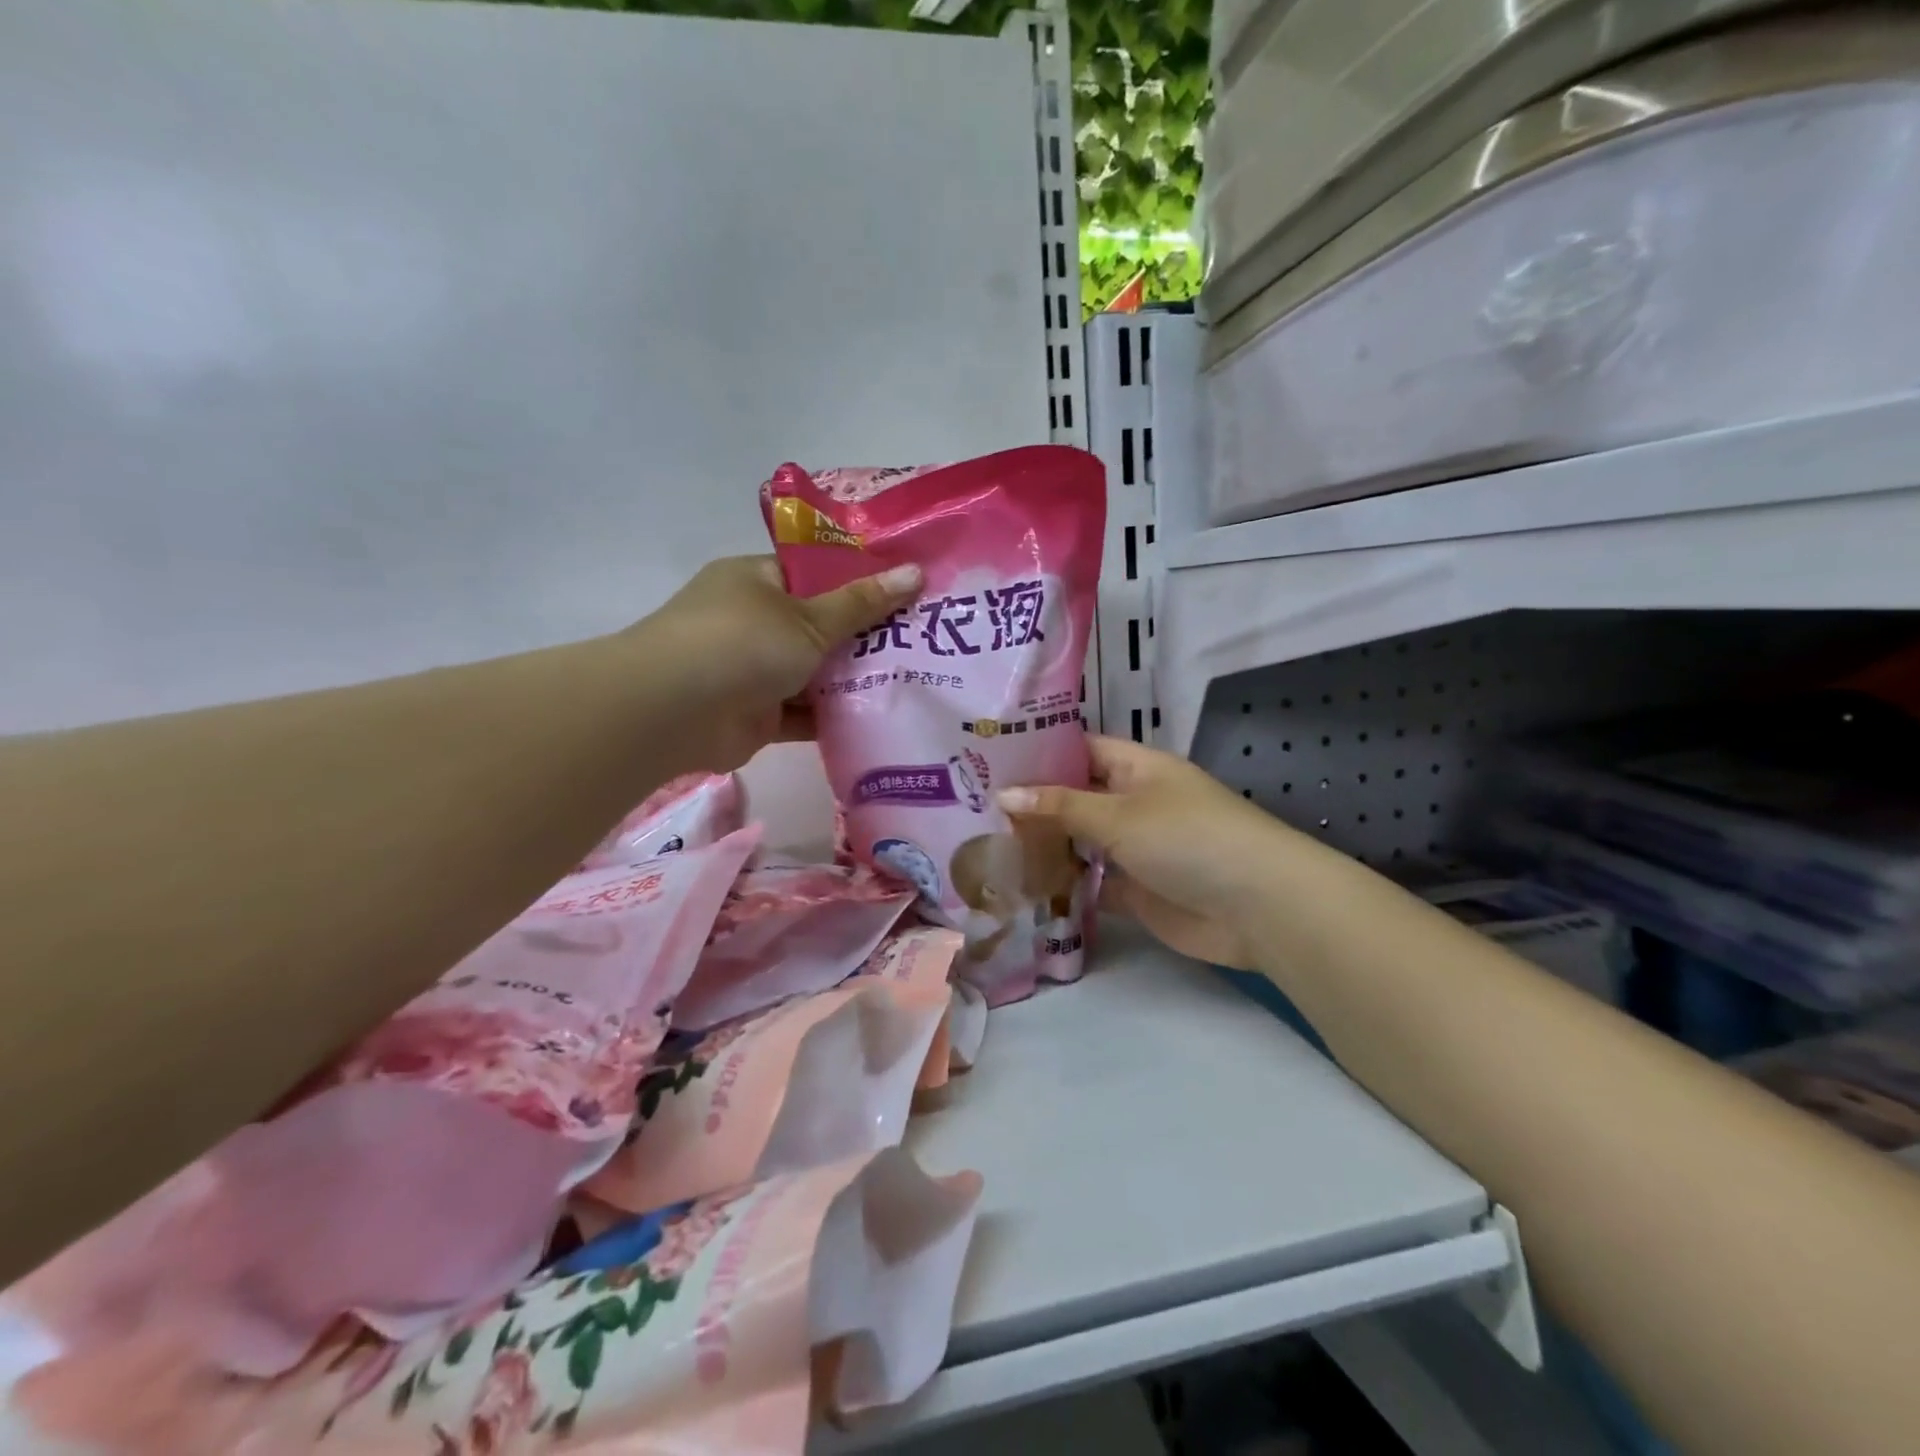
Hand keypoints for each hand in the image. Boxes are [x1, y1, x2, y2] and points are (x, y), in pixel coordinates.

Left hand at [634, 555, 921, 771]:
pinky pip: (805, 713)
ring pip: (815, 673)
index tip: (907, 592)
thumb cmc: (743, 642)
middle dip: (865, 637)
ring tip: (915, 679)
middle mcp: (754, 622)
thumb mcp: (811, 618)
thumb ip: (863, 603)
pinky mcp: (759, 715)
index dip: (860, 582)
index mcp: (758, 581)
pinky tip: (881, 717)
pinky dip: (834, 716)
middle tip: (923, 640)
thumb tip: (916, 572)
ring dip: (853, 680)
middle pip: (820, 626)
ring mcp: (754, 670)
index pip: (815, 574)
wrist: (675, 712)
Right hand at [997, 737, 1298, 969]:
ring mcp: (1135, 849)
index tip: (988, 759)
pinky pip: (1092, 884)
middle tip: (973, 807)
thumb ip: (1060, 807)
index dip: (1039, 752)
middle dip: (1033, 804)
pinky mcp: (1137, 891)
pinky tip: (1020, 889)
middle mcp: (1134, 803)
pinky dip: (1064, 887)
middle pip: (1076, 798)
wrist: (1257, 906)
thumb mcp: (1119, 814)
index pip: (1079, 749)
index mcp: (1136, 768)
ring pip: (1081, 842)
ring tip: (984, 846)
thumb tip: (1003, 794)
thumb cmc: (1187, 838)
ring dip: (1045, 847)